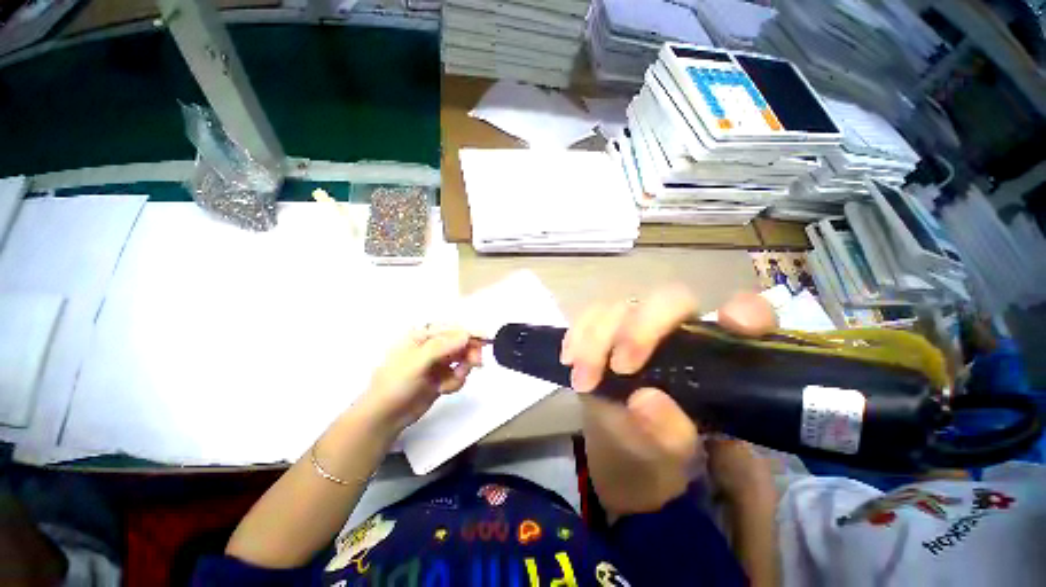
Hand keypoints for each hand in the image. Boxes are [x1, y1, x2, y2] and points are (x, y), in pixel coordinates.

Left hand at [357, 326, 483, 432]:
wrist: (384, 417)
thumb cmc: (395, 384)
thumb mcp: (417, 363)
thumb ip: (442, 347)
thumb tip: (466, 335)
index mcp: (422, 335)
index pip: (452, 329)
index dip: (470, 333)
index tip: (486, 339)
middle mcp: (432, 345)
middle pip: (461, 343)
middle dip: (469, 354)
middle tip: (476, 364)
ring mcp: (438, 362)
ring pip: (463, 359)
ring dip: (461, 371)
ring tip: (449, 383)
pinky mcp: (442, 377)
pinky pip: (459, 374)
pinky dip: (456, 382)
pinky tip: (443, 389)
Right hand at [562, 287, 776, 517]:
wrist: (618, 446)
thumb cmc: (656, 450)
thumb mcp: (669, 454)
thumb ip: (668, 434)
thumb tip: (644, 400)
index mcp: (713, 356)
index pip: (744, 315)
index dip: (744, 311)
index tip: (730, 325)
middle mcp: (677, 330)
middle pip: (667, 300)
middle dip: (640, 330)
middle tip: (620, 367)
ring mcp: (636, 327)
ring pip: (620, 306)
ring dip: (596, 337)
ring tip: (583, 379)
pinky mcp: (605, 331)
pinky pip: (588, 317)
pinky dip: (577, 334)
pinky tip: (569, 359)